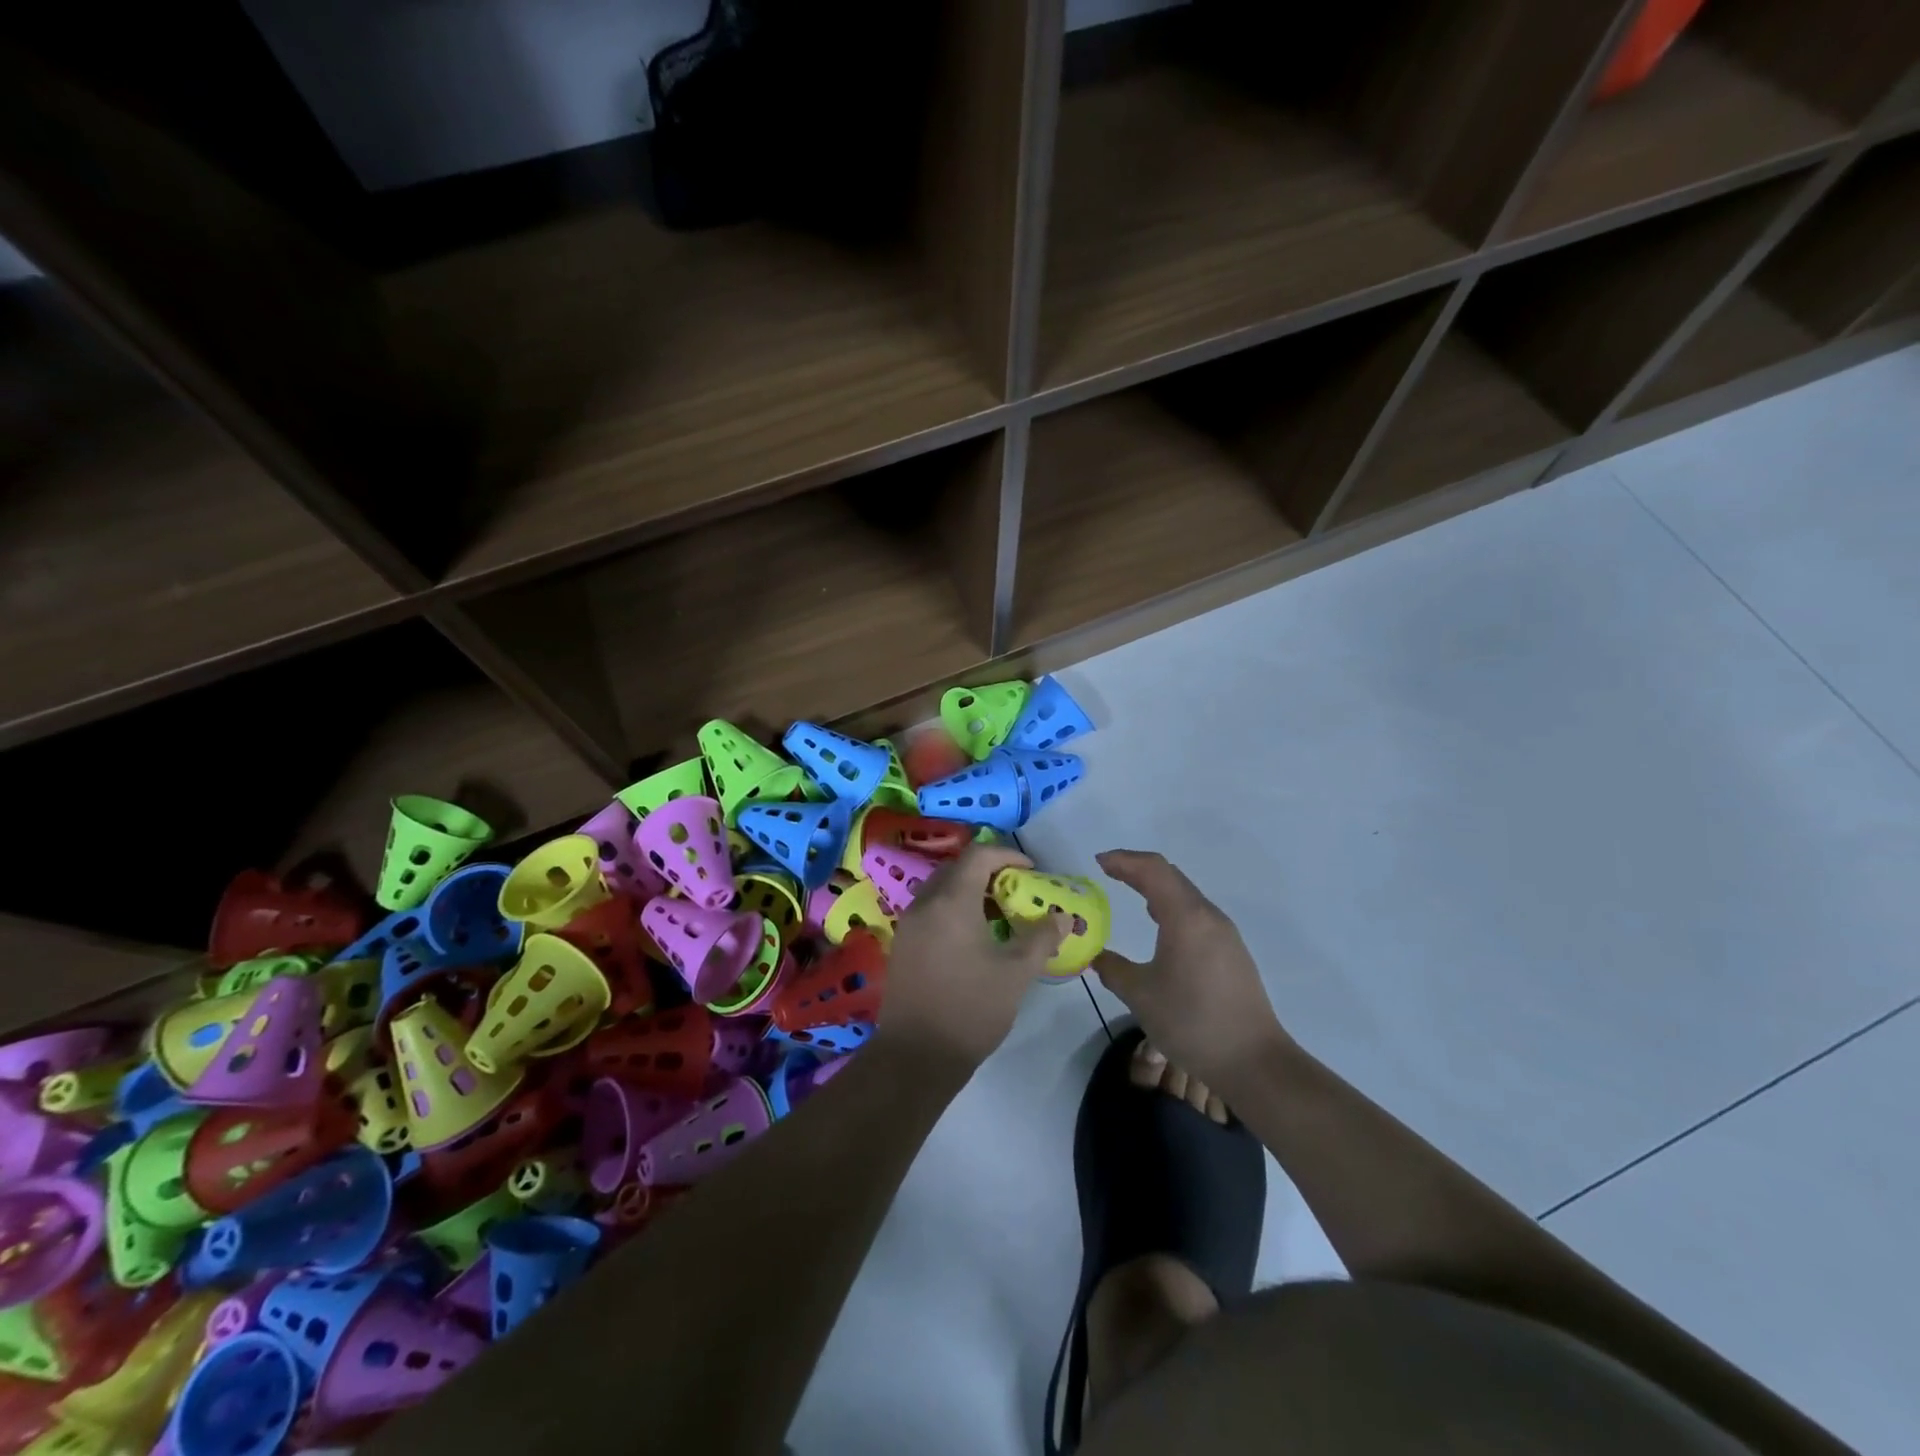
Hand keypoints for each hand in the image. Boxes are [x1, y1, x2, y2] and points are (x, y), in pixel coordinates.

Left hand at [876, 846, 1064, 1072]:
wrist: (916, 1055)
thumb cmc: (971, 1008)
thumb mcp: (1016, 973)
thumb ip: (1040, 938)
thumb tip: (1062, 917)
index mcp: (951, 901)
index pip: (979, 855)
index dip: (1008, 855)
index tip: (1032, 871)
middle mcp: (925, 903)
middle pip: (958, 869)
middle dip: (990, 872)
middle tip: (1018, 890)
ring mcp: (909, 924)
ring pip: (943, 890)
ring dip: (971, 891)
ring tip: (1001, 915)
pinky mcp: (903, 945)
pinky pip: (932, 910)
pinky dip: (955, 909)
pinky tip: (975, 938)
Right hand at [1093, 850, 1291, 1095]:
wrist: (1253, 1061)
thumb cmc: (1192, 1022)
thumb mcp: (1141, 996)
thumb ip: (1114, 970)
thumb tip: (1097, 956)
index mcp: (1186, 918)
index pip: (1152, 870)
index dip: (1124, 860)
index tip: (1098, 862)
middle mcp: (1208, 916)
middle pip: (1171, 875)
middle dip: (1138, 868)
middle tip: (1109, 871)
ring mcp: (1224, 933)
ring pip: (1186, 893)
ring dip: (1157, 886)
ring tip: (1130, 891)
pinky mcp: (1232, 951)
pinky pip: (1196, 912)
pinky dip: (1171, 905)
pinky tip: (1160, 924)